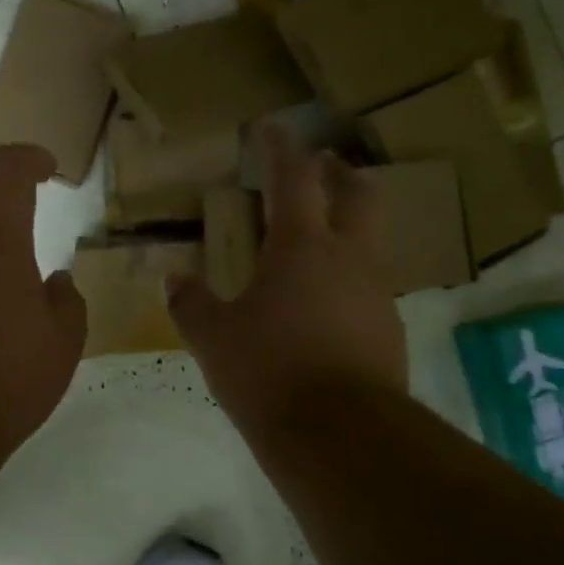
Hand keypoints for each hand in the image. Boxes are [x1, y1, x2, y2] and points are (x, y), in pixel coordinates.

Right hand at [168, 125, 407, 432]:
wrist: (342, 437)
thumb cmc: (269, 373)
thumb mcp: (214, 339)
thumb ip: (192, 304)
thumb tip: (173, 280)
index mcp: (302, 247)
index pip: (294, 178)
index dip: (281, 148)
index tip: (273, 127)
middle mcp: (349, 259)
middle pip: (359, 196)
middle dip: (340, 174)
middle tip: (324, 167)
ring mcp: (377, 294)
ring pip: (370, 243)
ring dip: (349, 229)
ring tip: (320, 244)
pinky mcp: (390, 331)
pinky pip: (371, 289)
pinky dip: (350, 281)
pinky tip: (327, 307)